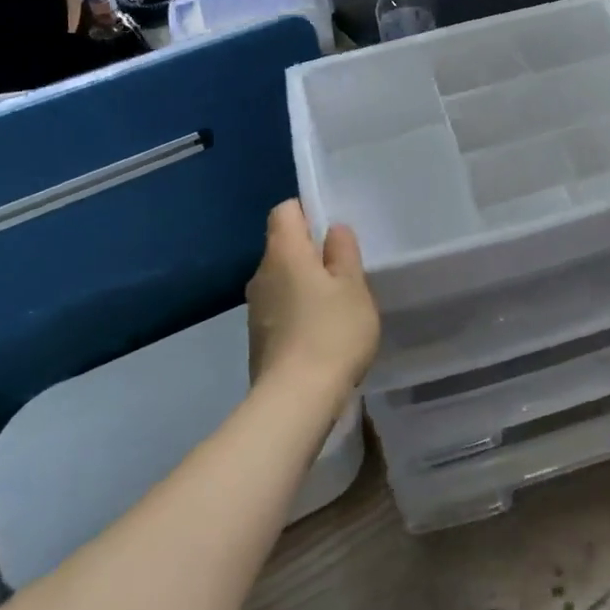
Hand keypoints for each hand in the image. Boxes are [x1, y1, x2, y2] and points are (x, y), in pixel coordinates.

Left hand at [245, 200, 379, 400]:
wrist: (296, 399)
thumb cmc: (332, 332)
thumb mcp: (353, 286)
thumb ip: (344, 252)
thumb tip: (333, 231)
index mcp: (283, 252)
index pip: (285, 211)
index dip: (308, 211)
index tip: (335, 231)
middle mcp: (261, 274)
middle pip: (284, 246)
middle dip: (312, 251)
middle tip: (347, 269)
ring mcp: (255, 308)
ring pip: (283, 279)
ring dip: (307, 284)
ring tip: (339, 303)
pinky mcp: (259, 337)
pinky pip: (281, 308)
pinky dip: (299, 311)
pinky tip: (323, 331)